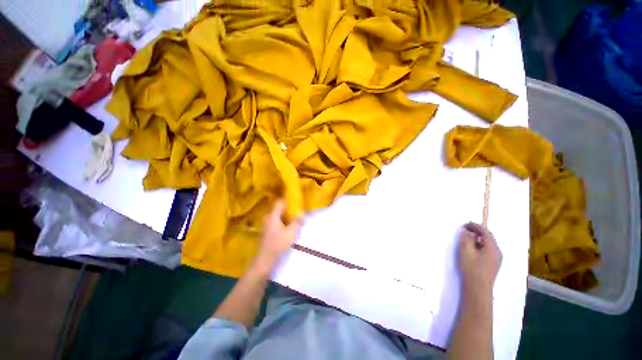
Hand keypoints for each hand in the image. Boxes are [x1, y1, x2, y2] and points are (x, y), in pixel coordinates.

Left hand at [255, 199, 299, 268]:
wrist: (265, 260)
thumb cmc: (278, 245)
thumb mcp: (291, 233)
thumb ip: (297, 221)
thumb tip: (301, 213)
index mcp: (273, 215)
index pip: (280, 202)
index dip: (289, 200)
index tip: (297, 201)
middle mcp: (268, 217)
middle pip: (280, 208)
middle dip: (289, 208)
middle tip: (299, 210)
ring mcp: (267, 224)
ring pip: (279, 215)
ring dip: (287, 216)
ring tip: (296, 218)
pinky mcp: (268, 230)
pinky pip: (277, 221)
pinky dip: (284, 221)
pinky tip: (290, 225)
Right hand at [458, 222, 501, 297]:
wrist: (478, 288)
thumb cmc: (472, 267)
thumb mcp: (466, 250)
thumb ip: (466, 238)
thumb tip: (466, 231)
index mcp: (492, 247)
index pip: (485, 232)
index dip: (475, 226)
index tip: (464, 224)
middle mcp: (497, 252)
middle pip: (488, 237)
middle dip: (476, 232)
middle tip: (465, 230)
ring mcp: (496, 259)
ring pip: (487, 244)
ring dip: (477, 239)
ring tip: (466, 239)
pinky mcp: (492, 264)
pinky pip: (487, 250)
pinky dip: (479, 246)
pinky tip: (472, 249)